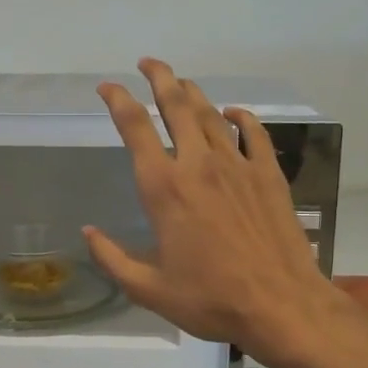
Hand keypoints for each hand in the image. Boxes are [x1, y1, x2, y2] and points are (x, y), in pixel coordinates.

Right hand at [86, 59, 336, 365]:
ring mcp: (237, 166)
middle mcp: (198, 164)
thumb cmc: (210, 299)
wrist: (280, 305)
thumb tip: (87, 232)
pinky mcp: (268, 175)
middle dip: (158, 77)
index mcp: (164, 188)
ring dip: (192, 92)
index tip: (107, 87)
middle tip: (147, 63)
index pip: (134, 128)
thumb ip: (112, 259)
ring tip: (180, 82)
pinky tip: (233, 112)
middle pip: (175, 105)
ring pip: (210, 114)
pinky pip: (254, 133)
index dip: (117, 100)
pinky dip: (241, 117)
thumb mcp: (149, 290)